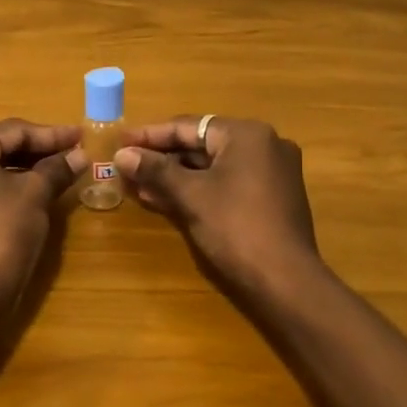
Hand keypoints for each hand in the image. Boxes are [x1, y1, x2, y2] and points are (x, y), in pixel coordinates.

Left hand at [0, 119, 82, 311]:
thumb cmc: (2, 233)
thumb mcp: (35, 195)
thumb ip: (57, 168)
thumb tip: (80, 154)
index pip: (13, 131)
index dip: (51, 134)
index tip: (80, 136)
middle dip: (37, 150)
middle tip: (72, 151)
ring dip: (22, 169)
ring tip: (57, 170)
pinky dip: (4, 187)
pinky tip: (31, 192)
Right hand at [115, 116, 324, 299]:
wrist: (286, 280)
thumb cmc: (236, 228)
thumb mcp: (191, 196)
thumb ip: (155, 170)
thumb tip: (122, 154)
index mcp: (247, 134)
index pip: (189, 126)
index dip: (150, 135)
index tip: (120, 141)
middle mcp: (264, 144)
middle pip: (201, 144)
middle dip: (162, 158)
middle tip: (126, 165)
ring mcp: (272, 171)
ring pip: (213, 166)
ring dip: (176, 176)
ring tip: (138, 185)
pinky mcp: (272, 196)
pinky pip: (227, 182)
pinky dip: (199, 188)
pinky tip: (167, 199)